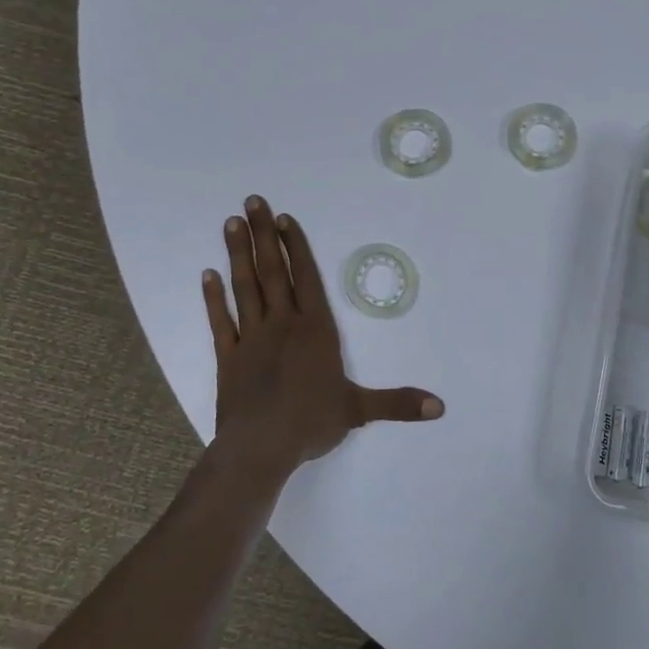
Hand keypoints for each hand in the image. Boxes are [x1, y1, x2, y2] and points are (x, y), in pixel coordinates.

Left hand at [203, 196, 443, 477]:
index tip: (284, 219)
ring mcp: (252, 338)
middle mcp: (283, 325)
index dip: (296, 247)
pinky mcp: (229, 357)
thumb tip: (440, 408)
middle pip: (273, 272)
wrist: (261, 447)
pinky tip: (208, 276)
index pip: (306, 278)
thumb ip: (398, 403)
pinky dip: (214, 298)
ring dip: (238, 254)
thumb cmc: (312, 422)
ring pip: (245, 287)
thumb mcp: (359, 410)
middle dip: (264, 235)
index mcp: (315, 330)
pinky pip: (221, 321)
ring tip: (232, 222)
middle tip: (253, 201)